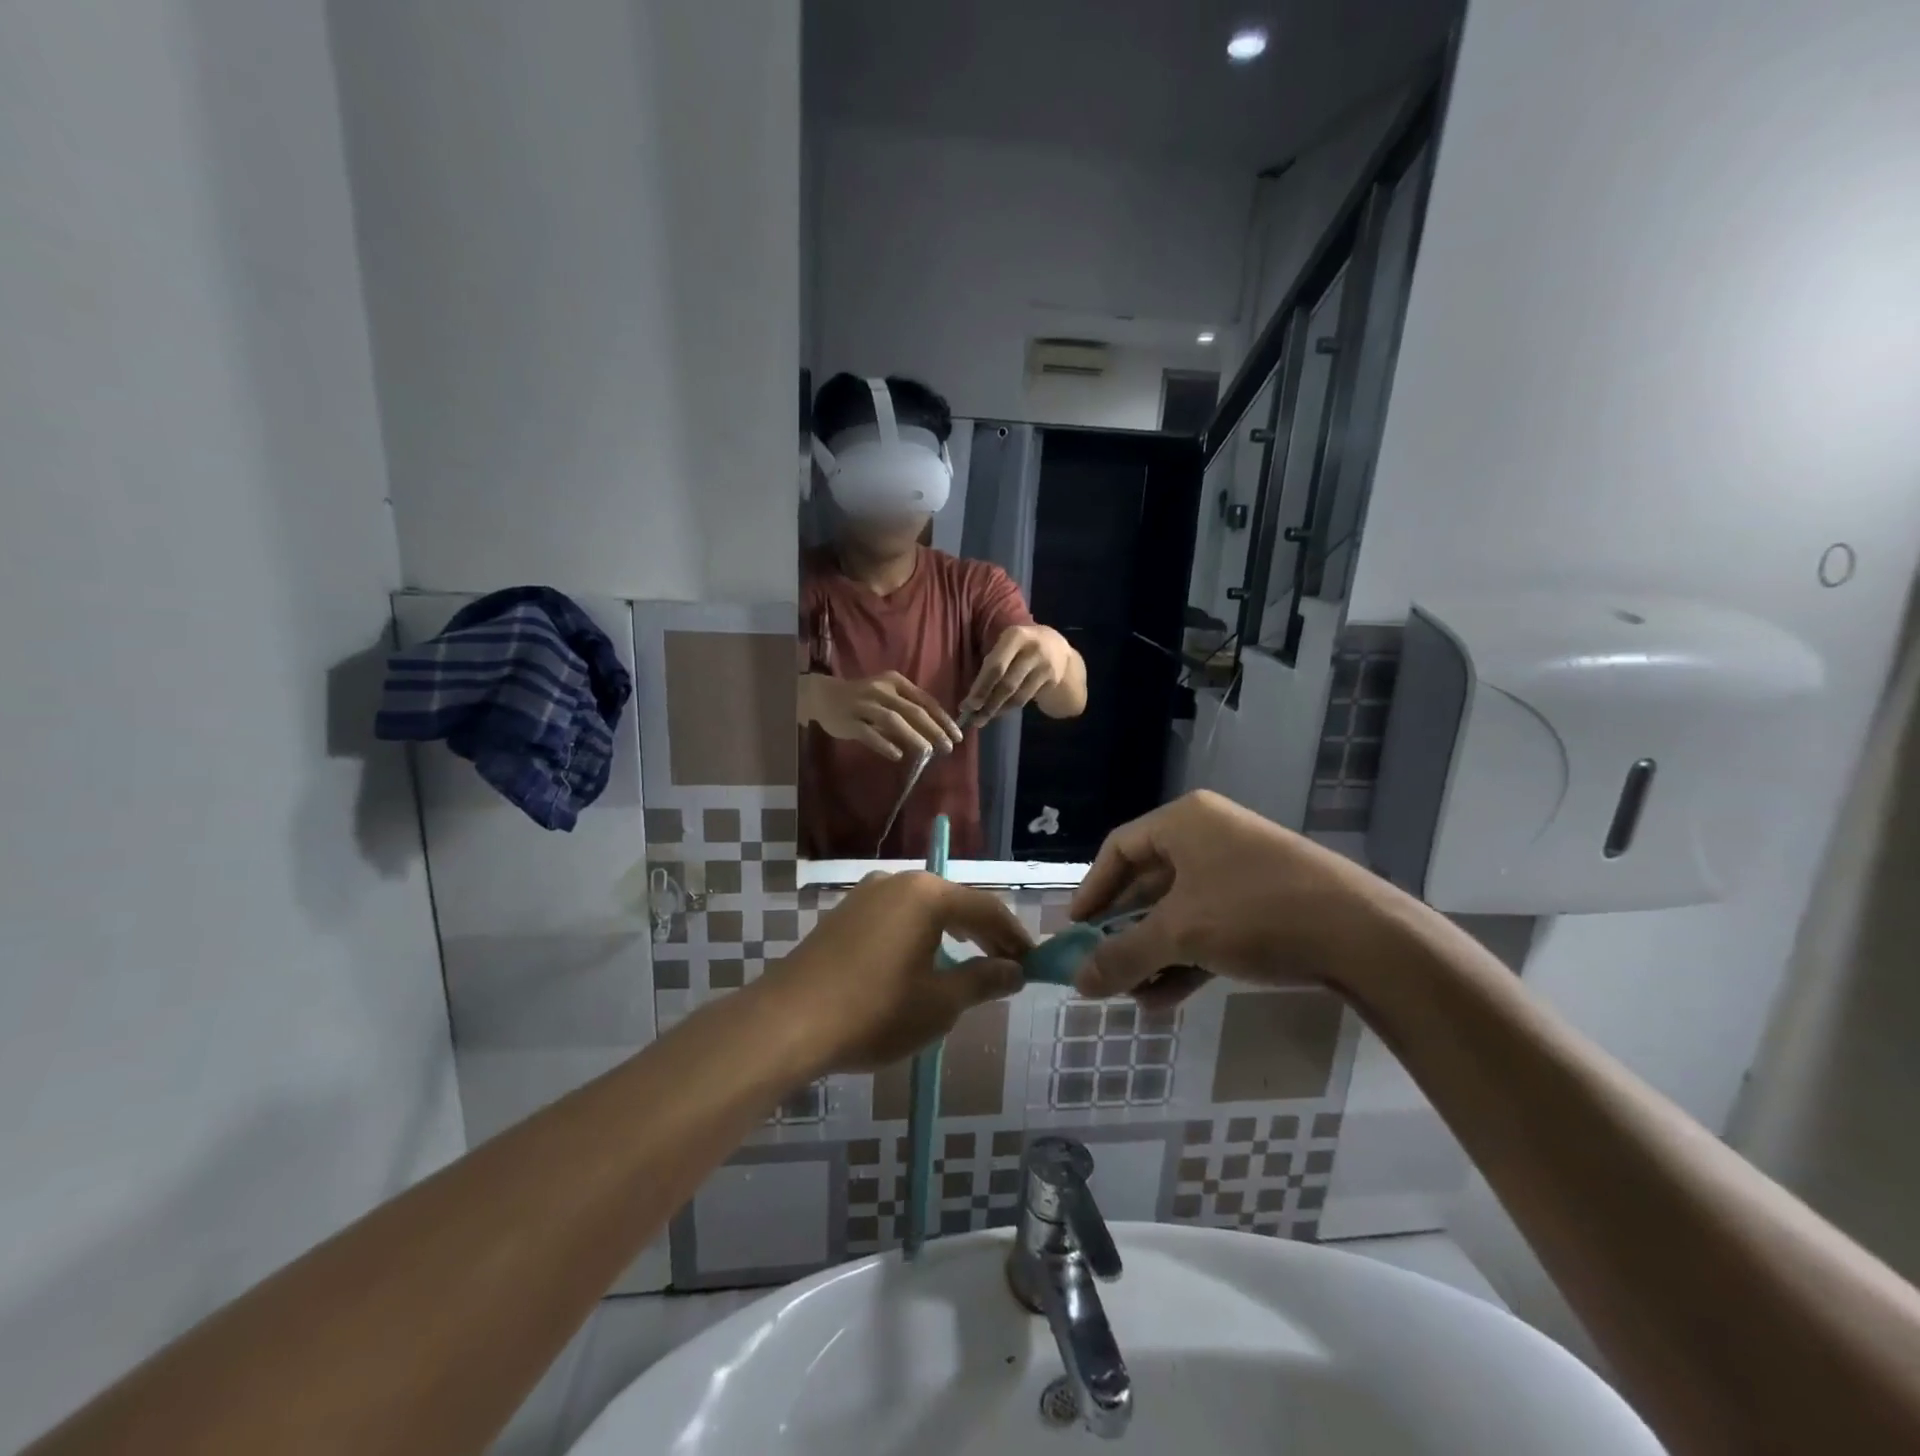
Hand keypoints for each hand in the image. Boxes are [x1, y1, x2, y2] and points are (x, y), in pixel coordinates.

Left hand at [757, 871, 1031, 1072]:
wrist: (789, 1021)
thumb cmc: (875, 1011)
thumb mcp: (940, 1003)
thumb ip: (983, 981)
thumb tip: (1015, 970)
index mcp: (928, 894)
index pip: (986, 909)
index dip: (1014, 936)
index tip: (1032, 963)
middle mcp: (898, 882)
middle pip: (955, 902)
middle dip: (984, 933)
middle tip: (1007, 965)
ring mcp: (866, 894)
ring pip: (925, 907)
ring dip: (952, 932)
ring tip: (970, 961)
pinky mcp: (845, 913)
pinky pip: (897, 916)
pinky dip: (921, 934)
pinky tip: (922, 960)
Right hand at [800, 671, 960, 760]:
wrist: (823, 695)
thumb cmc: (862, 697)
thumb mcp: (887, 695)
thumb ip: (907, 709)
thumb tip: (935, 731)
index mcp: (895, 682)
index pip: (925, 700)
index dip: (943, 719)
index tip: (957, 735)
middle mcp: (881, 691)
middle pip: (913, 711)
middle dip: (934, 730)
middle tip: (948, 747)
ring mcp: (864, 705)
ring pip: (893, 720)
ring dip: (914, 736)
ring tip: (928, 752)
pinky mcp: (850, 721)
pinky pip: (869, 734)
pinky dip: (884, 744)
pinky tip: (898, 755)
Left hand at [963, 624, 1073, 719]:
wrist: (1058, 648)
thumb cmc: (1021, 646)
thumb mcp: (1007, 644)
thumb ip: (993, 662)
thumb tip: (971, 693)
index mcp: (1015, 636)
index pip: (995, 666)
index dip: (981, 688)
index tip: (966, 705)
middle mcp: (1033, 650)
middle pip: (1006, 683)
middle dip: (987, 703)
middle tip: (972, 718)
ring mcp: (1045, 667)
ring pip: (1017, 696)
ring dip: (997, 710)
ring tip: (981, 719)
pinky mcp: (1052, 681)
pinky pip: (1025, 699)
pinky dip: (1008, 708)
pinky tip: (998, 712)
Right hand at [1067, 790, 1396, 1007]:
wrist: (1365, 937)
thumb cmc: (1256, 912)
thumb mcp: (1181, 934)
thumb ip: (1123, 956)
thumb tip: (1077, 983)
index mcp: (1185, 822)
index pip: (1119, 848)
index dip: (1092, 891)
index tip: (1075, 932)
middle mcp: (1209, 837)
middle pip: (1147, 884)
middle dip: (1123, 933)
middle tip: (1101, 969)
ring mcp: (1239, 872)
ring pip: (1179, 912)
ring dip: (1152, 954)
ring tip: (1131, 996)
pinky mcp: (1264, 905)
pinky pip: (1209, 928)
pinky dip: (1185, 960)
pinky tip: (1164, 999)